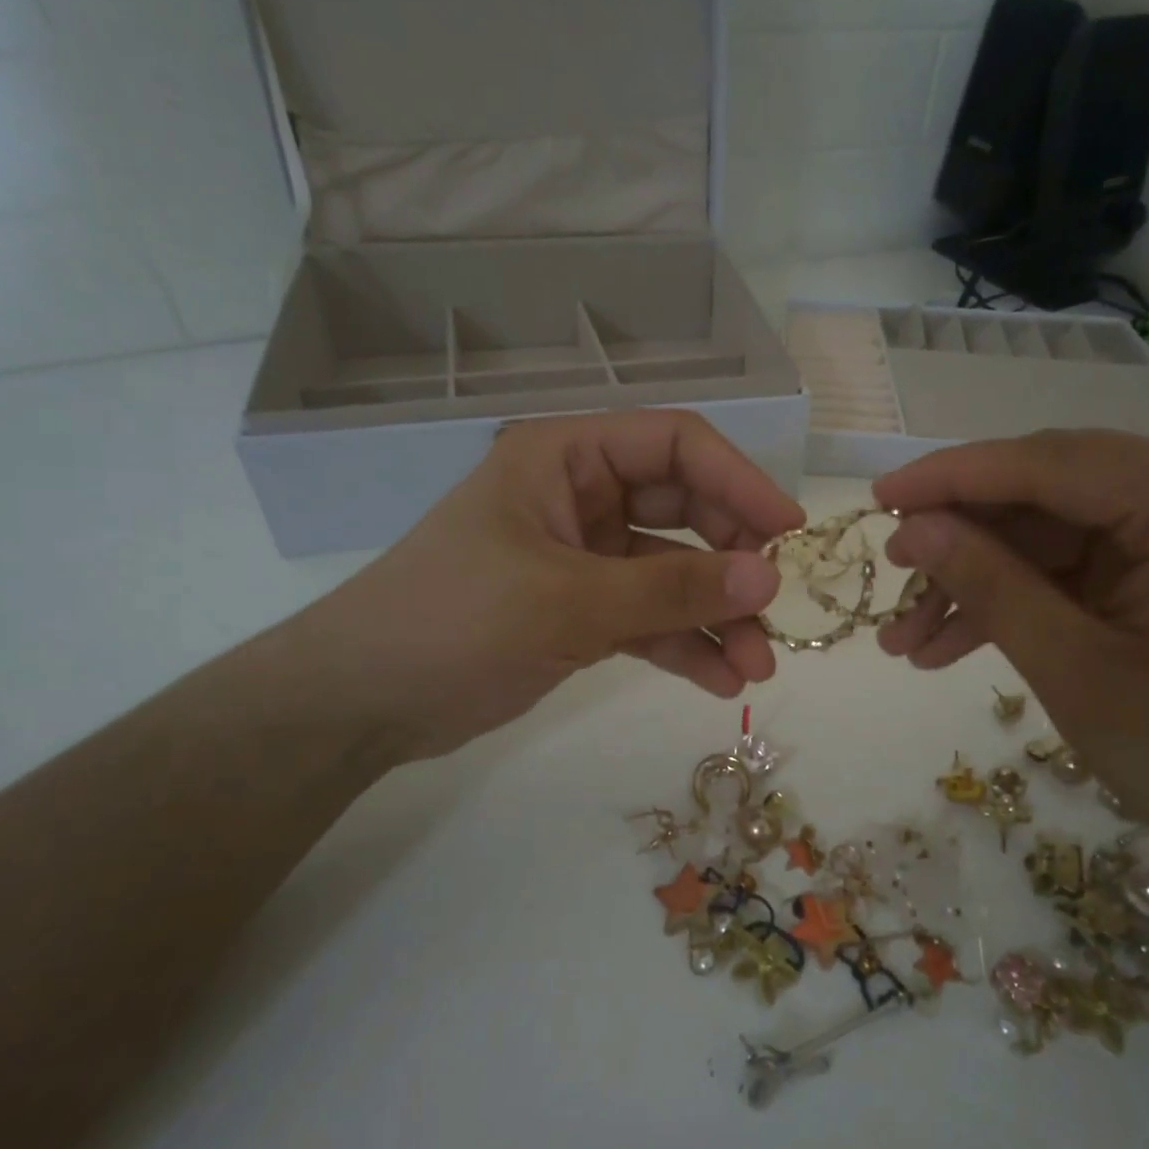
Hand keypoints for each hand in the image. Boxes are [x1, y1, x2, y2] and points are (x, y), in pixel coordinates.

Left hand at [291, 411, 803, 764]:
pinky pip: (647, 617)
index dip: (738, 481)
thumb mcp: (568, 602)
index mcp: (565, 458)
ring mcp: (581, 556)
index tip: (787, 534)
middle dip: (730, 563)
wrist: (362, 702)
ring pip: (670, 572)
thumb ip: (671, 588)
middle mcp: (579, 496)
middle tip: (771, 613)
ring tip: (755, 668)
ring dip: (715, 616)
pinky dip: (682, 644)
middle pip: (683, 509)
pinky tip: (719, 682)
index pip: (673, 446)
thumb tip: (767, 578)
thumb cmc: (452, 623)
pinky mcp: (579, 610)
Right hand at [874, 431, 1148, 885]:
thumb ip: (992, 587)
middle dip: (964, 541)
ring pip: (1058, 535)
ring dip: (984, 581)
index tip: (877, 498)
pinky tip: (959, 644)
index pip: (1049, 462)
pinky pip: (1086, 567)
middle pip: (1051, 493)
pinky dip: (1027, 600)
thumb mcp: (1080, 674)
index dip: (951, 478)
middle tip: (893, 580)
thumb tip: (913, 530)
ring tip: (909, 638)